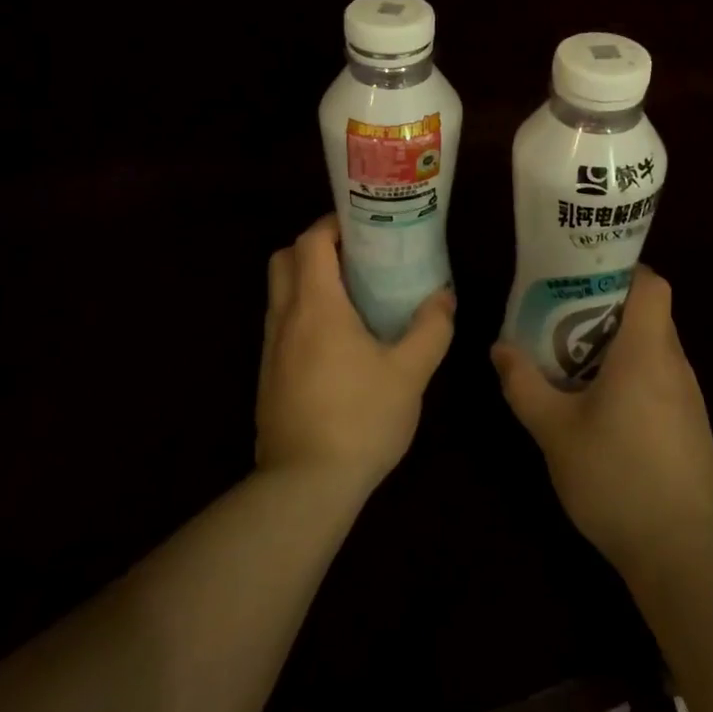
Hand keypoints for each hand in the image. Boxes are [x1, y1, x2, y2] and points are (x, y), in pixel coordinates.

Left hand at [257, 215, 454, 496]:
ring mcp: (271, 349)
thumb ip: (431, 329)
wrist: (305, 486)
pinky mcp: (268, 376)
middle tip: (355, 258)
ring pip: (280, 293)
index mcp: (317, 306)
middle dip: (315, 248)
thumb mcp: (410, 373)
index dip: (333, 225)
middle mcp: (285, 318)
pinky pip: (281, 325)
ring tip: (353, 296)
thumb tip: (443, 298)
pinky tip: (338, 341)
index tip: (364, 228)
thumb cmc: (360, 419)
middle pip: (284, 260)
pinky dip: (303, 314)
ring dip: (308, 282)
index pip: (311, 242)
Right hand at [492, 266, 712, 576]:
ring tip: (579, 364)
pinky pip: (664, 380)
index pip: (652, 284)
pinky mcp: (694, 426)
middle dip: (610, 310)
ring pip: (657, 348)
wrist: (678, 551)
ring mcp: (691, 397)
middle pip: (651, 314)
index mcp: (646, 352)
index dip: (624, 272)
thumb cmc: (613, 477)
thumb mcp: (554, 431)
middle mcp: (675, 365)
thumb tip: (500, 348)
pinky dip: (637, 377)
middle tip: (565, 321)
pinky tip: (608, 410)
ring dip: (622, 346)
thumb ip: (523, 384)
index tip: (586, 279)